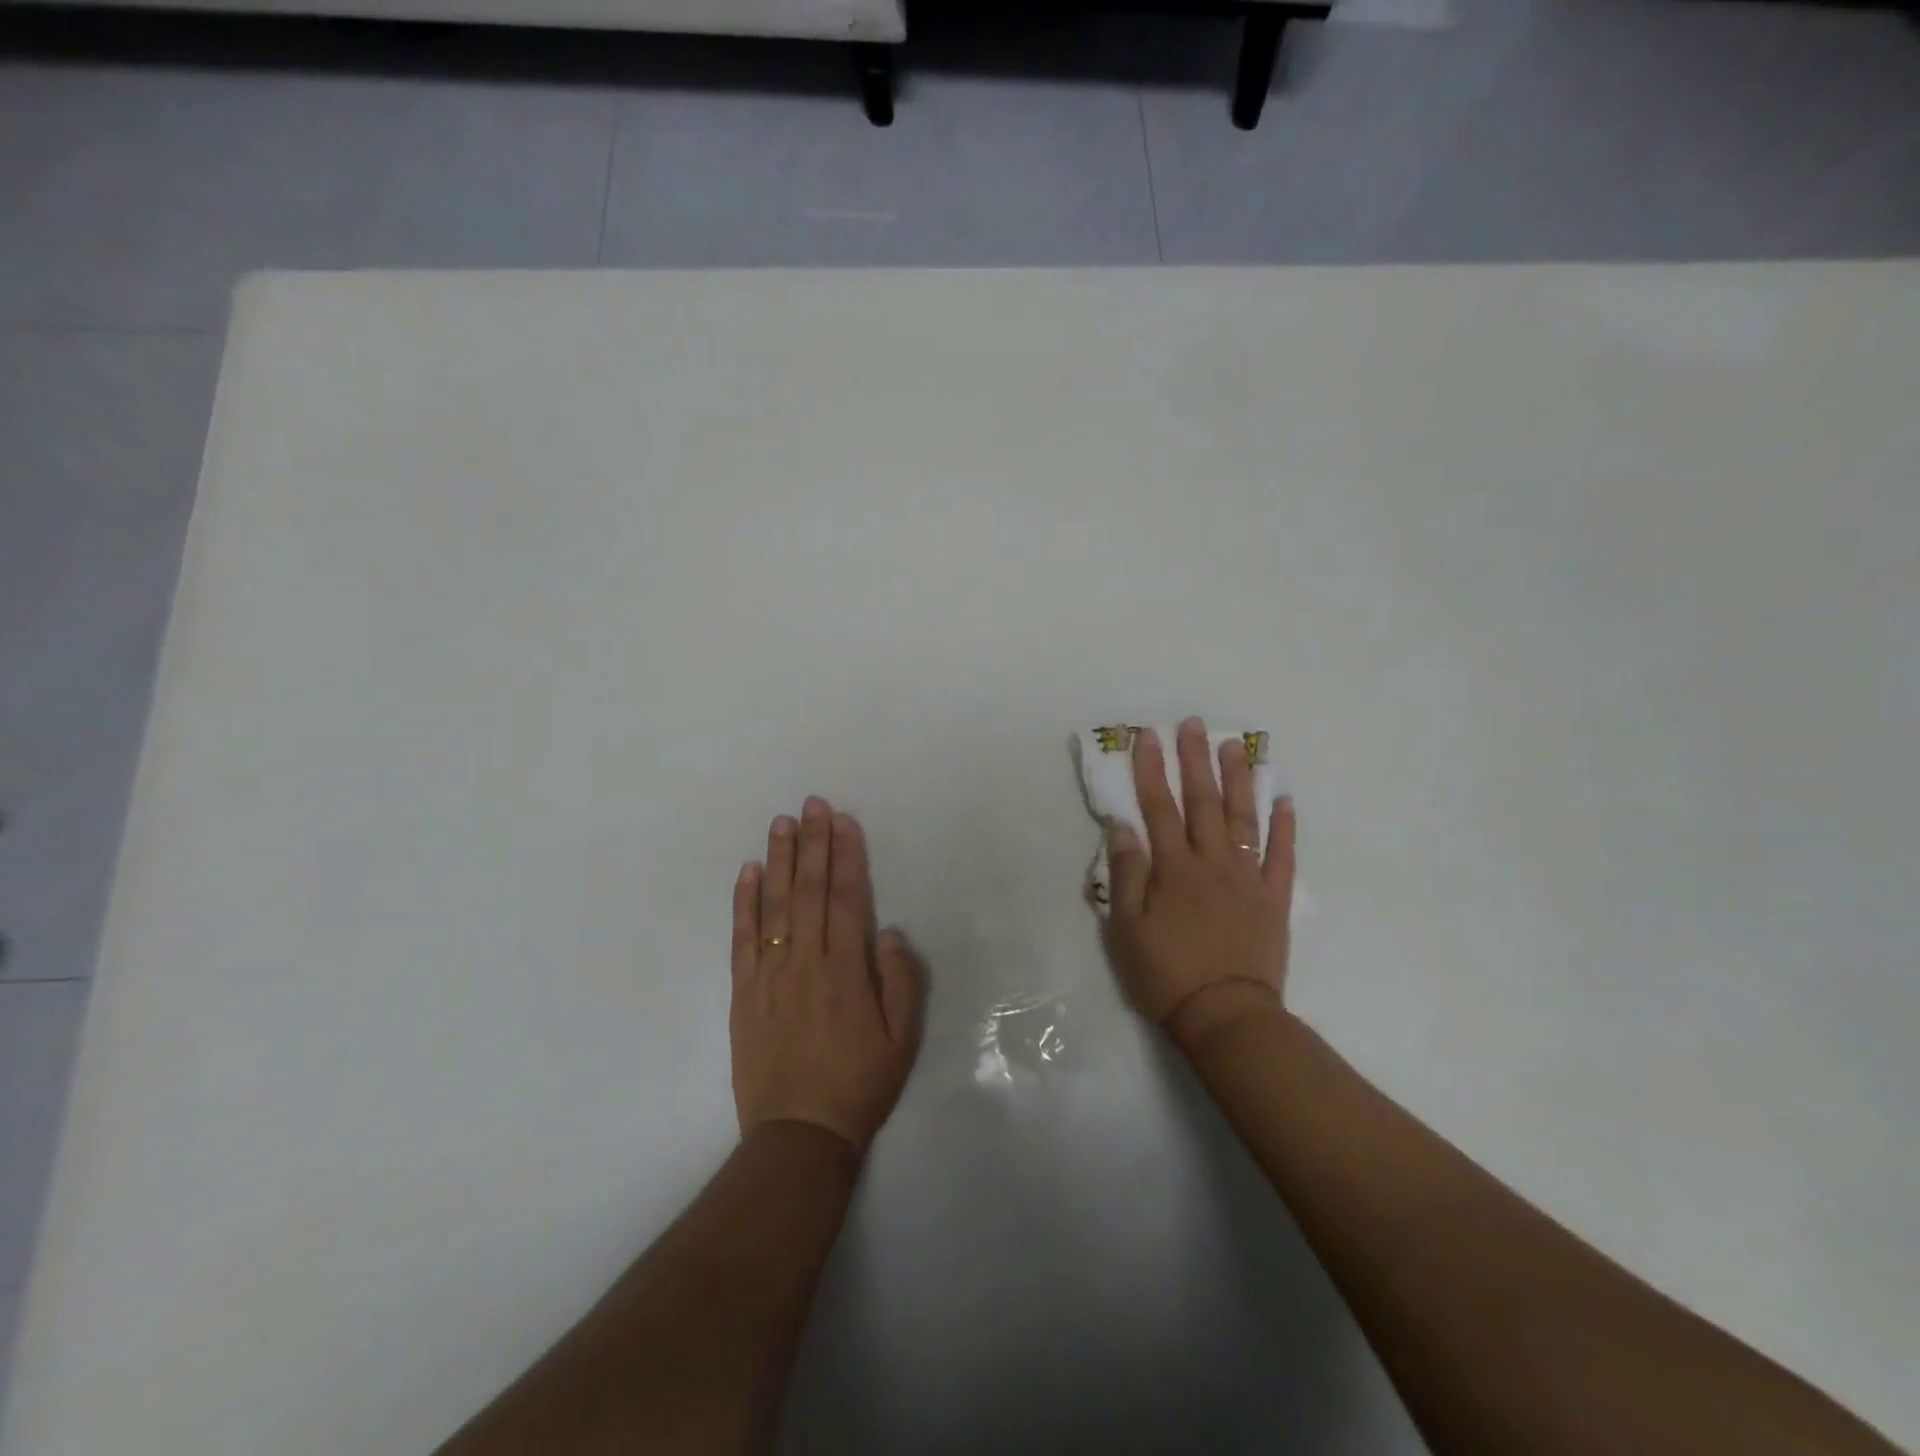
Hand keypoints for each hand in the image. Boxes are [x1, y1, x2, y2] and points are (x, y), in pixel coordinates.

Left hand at [731, 797, 923, 1153]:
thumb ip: (900, 980)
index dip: (845, 856)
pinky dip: (743, 903)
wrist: (799, 1134)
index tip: (843, 821)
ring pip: (774, 906)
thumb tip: (888, 931)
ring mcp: (770, 975)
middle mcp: (806, 962)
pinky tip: (747, 872)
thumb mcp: (903, 1038)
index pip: (846, 898)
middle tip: (812, 803)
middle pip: (808, 891)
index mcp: (847, 971)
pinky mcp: (744, 993)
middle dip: (812, 843)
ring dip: (778, 860)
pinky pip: (742, 939)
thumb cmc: (860, 1084)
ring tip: (781, 823)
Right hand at [1104, 719, 1295, 1053]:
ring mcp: (1248, 878)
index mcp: (1174, 869)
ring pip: (1244, 818)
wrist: (1227, 1016)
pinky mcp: (1274, 899)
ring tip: (1236, 746)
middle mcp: (1212, 862)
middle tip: (1194, 724)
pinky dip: (1285, 826)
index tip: (1148, 736)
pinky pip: (1282, 855)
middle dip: (1195, 760)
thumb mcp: (1127, 930)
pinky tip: (1284, 798)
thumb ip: (1127, 875)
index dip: (1151, 770)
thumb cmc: (1167, 974)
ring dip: (1239, 779)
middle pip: (1203, 802)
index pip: (1159, 808)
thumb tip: (1123, 827)